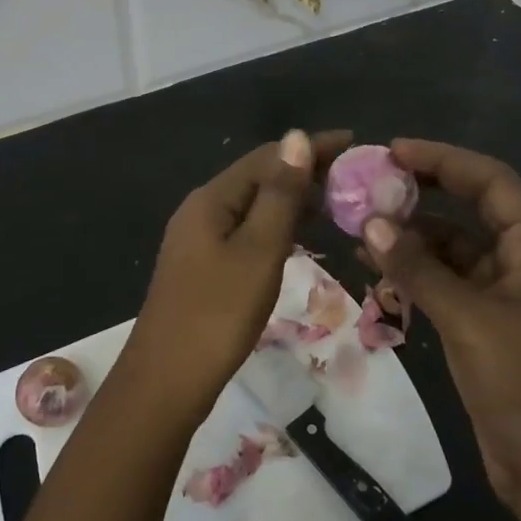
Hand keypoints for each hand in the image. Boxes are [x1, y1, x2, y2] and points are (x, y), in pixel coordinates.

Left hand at [121, 128, 349, 420]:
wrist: (165, 383)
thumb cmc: (217, 315)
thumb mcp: (258, 251)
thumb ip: (280, 194)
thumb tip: (297, 136)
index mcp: (212, 198)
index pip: (268, 156)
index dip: (311, 148)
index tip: (355, 144)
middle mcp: (202, 209)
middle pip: (259, 177)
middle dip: (304, 171)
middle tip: (353, 178)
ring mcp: (199, 239)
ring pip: (253, 205)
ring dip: (292, 199)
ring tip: (337, 203)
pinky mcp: (203, 266)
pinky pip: (246, 230)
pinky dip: (277, 226)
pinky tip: (300, 237)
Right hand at [360, 138, 520, 517]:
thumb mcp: (468, 320)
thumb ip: (418, 268)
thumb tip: (369, 222)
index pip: (492, 181)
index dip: (445, 159)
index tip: (394, 151)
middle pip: (472, 209)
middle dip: (424, 192)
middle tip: (372, 183)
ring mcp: (503, 297)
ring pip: (453, 249)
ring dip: (412, 237)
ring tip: (361, 227)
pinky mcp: (485, 328)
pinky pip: (445, 284)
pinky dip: (414, 273)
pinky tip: (376, 270)